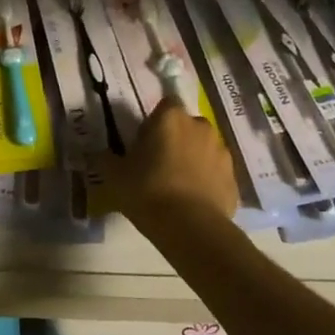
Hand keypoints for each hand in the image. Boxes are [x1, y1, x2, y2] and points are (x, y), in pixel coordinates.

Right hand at [102, 98, 238, 227]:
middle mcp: (200, 126)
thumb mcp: (115, 175)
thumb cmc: (148, 191)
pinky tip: (194, 202)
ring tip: (178, 187)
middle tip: (159, 165)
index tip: (145, 144)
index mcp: (171, 118)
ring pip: (204, 148)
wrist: (191, 228)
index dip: (155, 123)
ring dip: (193, 159)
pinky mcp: (234, 177)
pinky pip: (216, 173)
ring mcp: (221, 151)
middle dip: (176, 139)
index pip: (164, 106)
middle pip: (186, 126)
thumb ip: (106, 159)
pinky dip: (207, 181)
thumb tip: (100, 154)